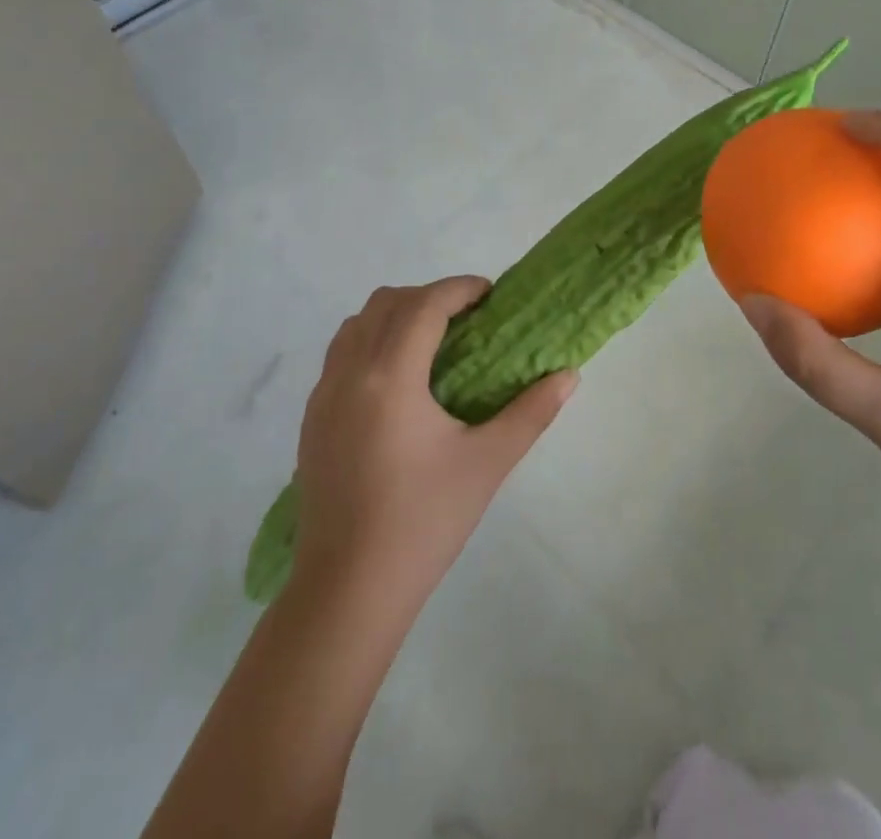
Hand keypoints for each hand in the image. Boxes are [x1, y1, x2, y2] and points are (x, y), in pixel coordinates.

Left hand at [292, 278, 576, 610]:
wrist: (347, 591)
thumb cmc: (423, 523)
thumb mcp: (487, 464)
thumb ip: (532, 412)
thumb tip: (569, 375)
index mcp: (390, 377)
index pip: (424, 305)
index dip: (459, 288)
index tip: (490, 294)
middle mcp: (349, 373)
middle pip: (386, 302)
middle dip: (428, 297)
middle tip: (466, 320)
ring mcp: (322, 395)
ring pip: (356, 324)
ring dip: (395, 316)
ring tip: (432, 344)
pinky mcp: (311, 419)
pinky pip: (340, 354)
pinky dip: (371, 342)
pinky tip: (398, 383)